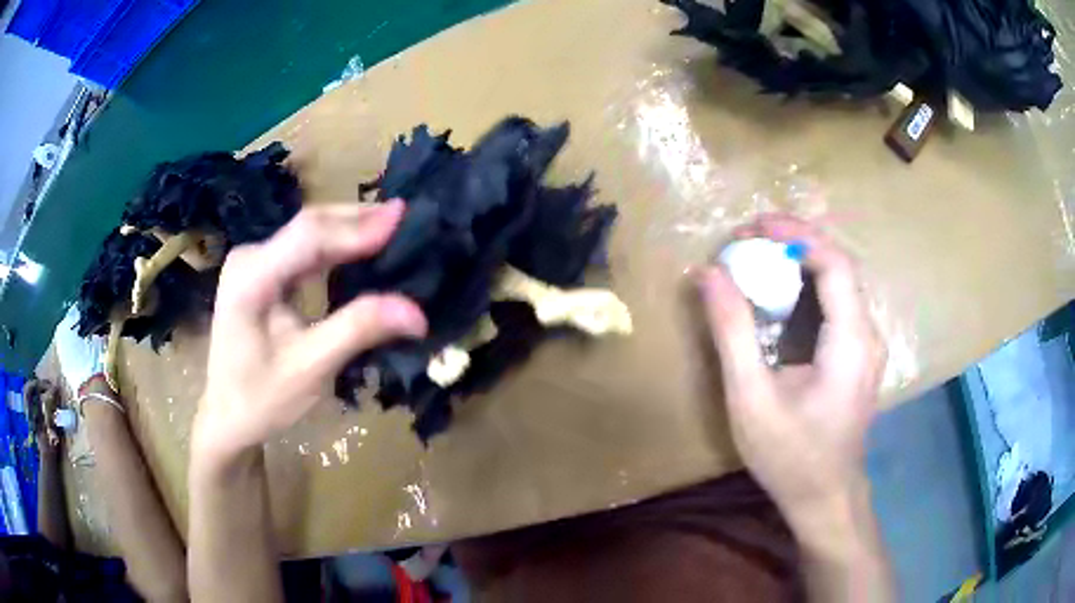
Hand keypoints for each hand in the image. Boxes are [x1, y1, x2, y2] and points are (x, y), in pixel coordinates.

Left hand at [194, 202, 427, 465]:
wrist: (226, 416)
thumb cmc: (261, 399)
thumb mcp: (310, 369)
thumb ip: (358, 331)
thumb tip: (416, 313)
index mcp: (251, 278)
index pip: (309, 237)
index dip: (358, 227)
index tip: (403, 220)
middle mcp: (250, 257)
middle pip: (310, 225)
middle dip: (359, 220)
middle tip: (407, 217)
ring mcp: (254, 262)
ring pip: (309, 233)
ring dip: (350, 229)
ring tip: (394, 226)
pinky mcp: (262, 271)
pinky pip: (304, 249)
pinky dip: (337, 246)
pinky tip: (363, 246)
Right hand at [697, 214, 885, 530]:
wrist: (825, 498)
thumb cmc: (791, 456)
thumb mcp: (752, 398)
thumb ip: (733, 332)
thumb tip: (708, 274)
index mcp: (851, 340)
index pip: (834, 262)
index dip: (795, 233)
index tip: (752, 227)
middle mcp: (868, 333)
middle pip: (839, 265)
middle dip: (795, 241)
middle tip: (749, 239)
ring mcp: (868, 345)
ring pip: (840, 282)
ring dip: (800, 261)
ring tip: (759, 257)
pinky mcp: (860, 355)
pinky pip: (838, 304)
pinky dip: (807, 287)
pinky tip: (780, 296)